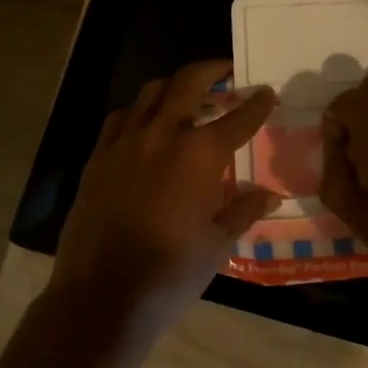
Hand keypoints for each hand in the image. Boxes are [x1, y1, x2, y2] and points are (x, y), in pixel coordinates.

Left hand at [50, 60, 279, 337]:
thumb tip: (270, 194)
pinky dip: (139, 110)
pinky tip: (145, 123)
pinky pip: (120, 119)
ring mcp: (124, 144)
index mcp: (198, 156)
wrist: (100, 296)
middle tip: (226, 70)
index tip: (267, 92)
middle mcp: (161, 137)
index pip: (236, 120)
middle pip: (187, 85)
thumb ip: (243, 211)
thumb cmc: (169, 275)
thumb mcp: (216, 245)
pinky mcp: (97, 158)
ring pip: (150, 94)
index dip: (256, 105)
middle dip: (210, 70)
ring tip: (187, 93)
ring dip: (173, 86)